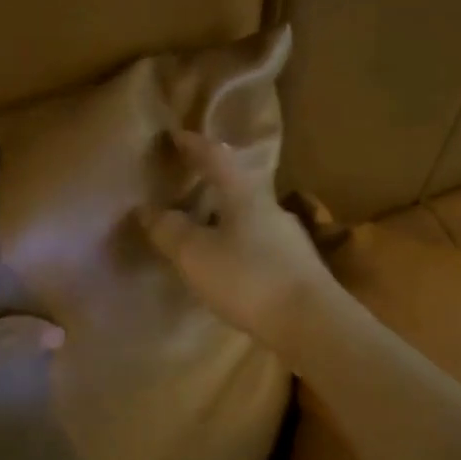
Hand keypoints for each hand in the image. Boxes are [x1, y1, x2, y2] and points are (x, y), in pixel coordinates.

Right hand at [138, 129, 335, 355]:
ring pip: (249, 217)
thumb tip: (148, 210)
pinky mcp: (297, 268)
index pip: (216, 157)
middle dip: (210, 184)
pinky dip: (237, 245)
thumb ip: (170, 230)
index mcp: (245, 194)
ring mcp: (288, 238)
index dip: (193, 145)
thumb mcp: (197, 255)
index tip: (175, 136)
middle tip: (185, 187)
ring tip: (200, 231)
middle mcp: (270, 208)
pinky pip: (258, 244)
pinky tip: (228, 265)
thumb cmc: (249, 279)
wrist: (312, 323)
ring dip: (224, 218)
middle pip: (237, 186)